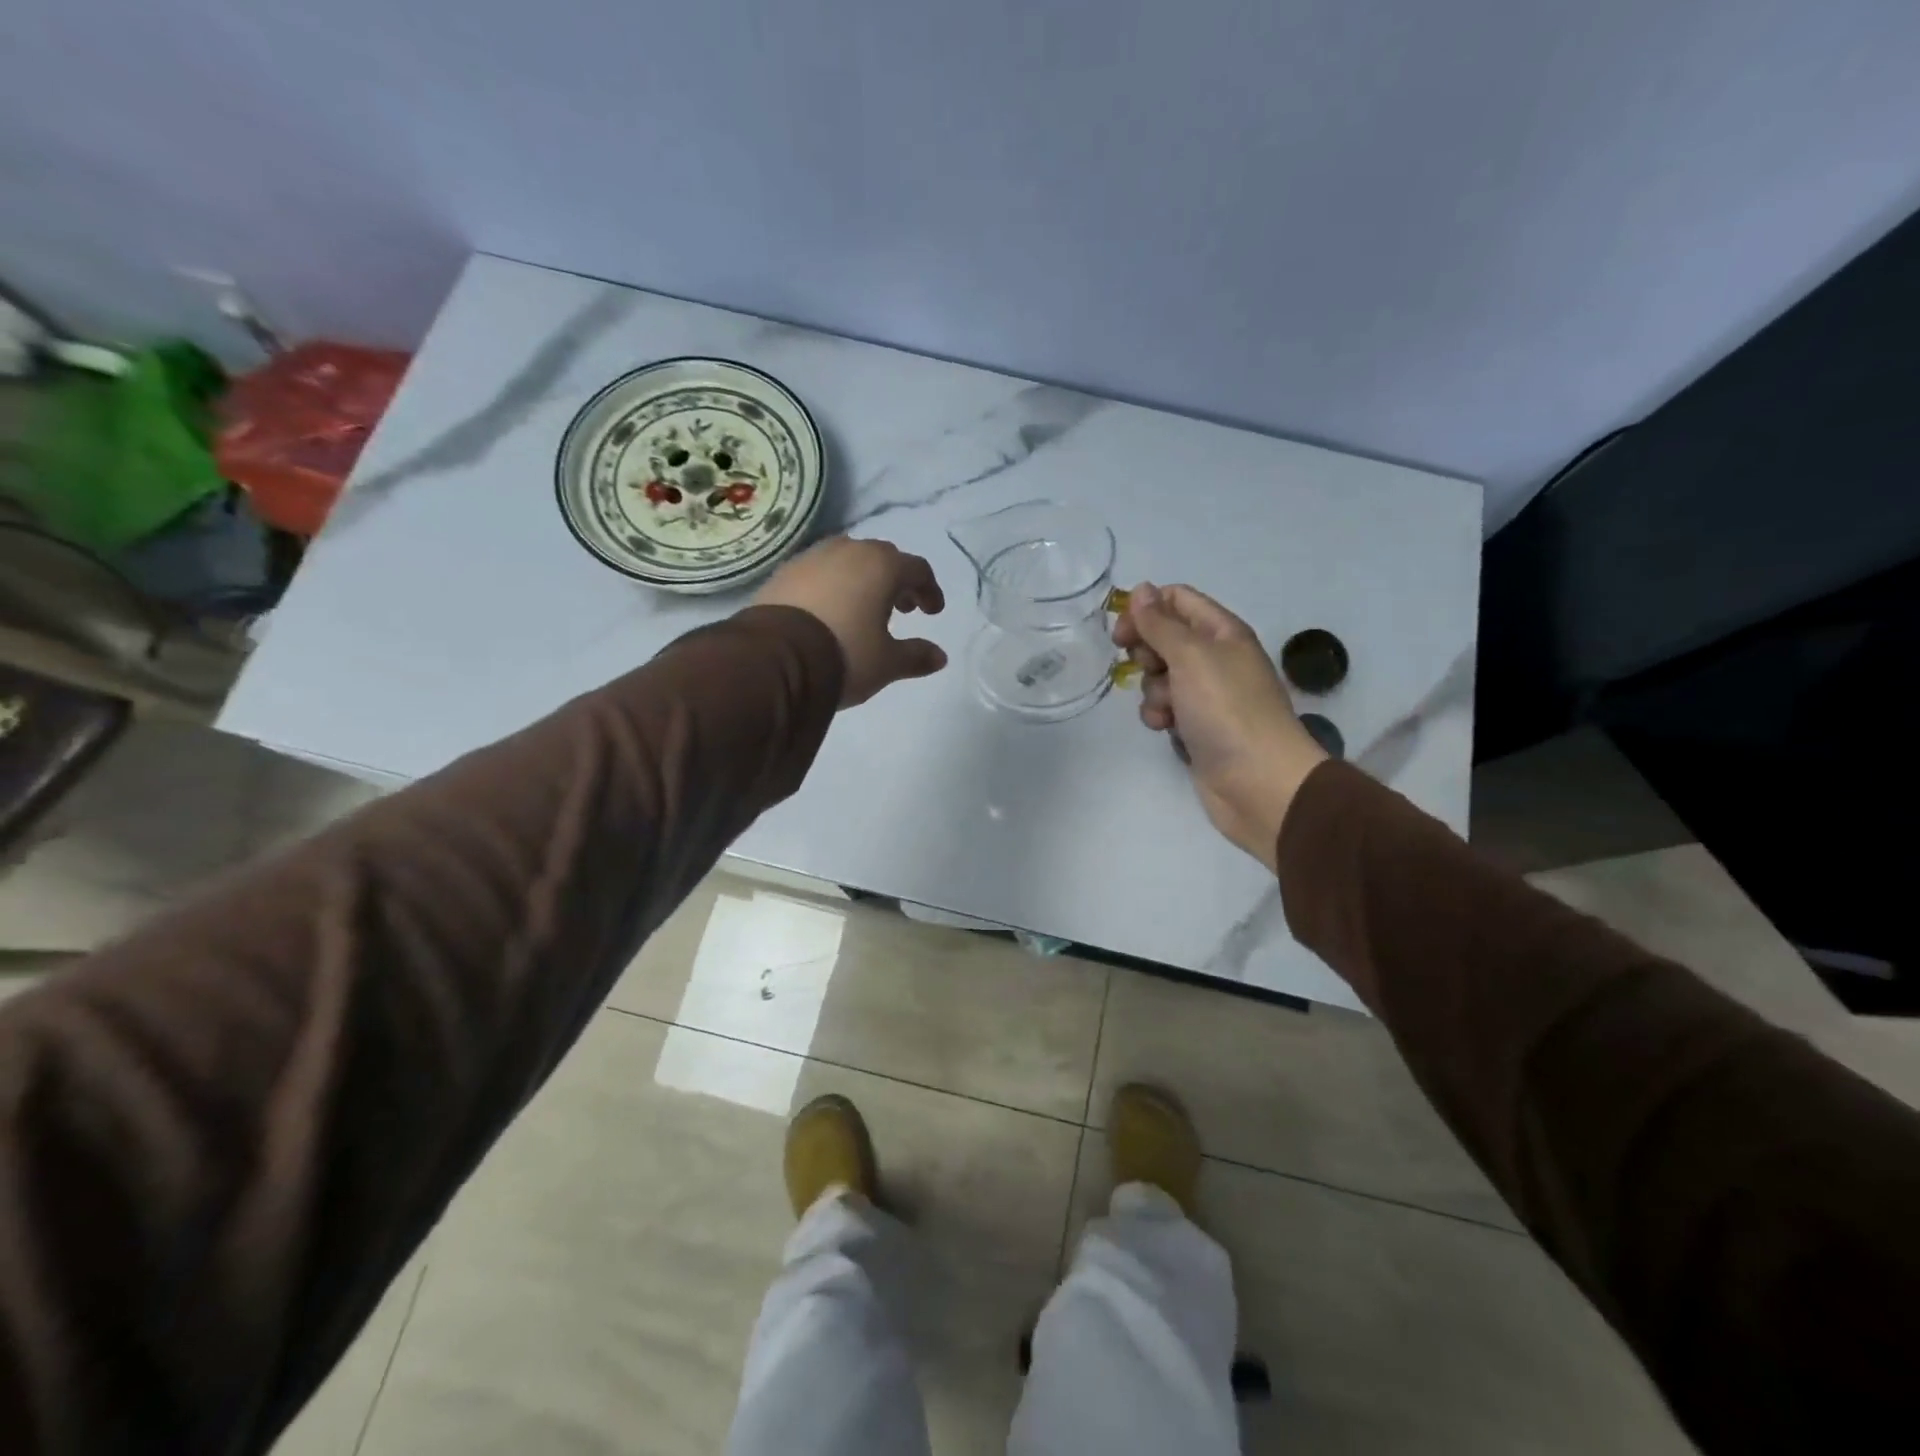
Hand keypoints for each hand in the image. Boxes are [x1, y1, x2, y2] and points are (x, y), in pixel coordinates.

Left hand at [756, 537, 947, 706]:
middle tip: (901, 608)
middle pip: (882, 557)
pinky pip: (818, 572)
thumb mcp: (887, 663)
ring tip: (863, 608)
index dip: (930, 590)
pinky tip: (828, 611)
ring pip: (847, 560)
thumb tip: (940, 657)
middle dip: (896, 581)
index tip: (932, 612)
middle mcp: (849, 551)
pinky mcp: (783, 573)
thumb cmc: (845, 654)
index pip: (917, 569)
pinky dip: (832, 585)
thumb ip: (916, 656)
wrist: (776, 659)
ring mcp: (812, 558)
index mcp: (882, 566)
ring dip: (862, 579)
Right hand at [1114, 582, 1327, 872]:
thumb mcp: (1191, 656)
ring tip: (1165, 707)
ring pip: (1160, 676)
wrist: (1258, 782)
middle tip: (1143, 666)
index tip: (1122, 631)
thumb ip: (1161, 623)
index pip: (1178, 600)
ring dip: (1151, 688)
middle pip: (1165, 637)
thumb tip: (1142, 589)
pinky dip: (1159, 715)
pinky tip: (1164, 728)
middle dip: (1146, 651)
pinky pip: (1165, 708)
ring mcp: (1206, 694)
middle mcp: (1215, 658)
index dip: (1147, 609)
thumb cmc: (1227, 710)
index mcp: (1222, 632)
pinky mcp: (1196, 726)